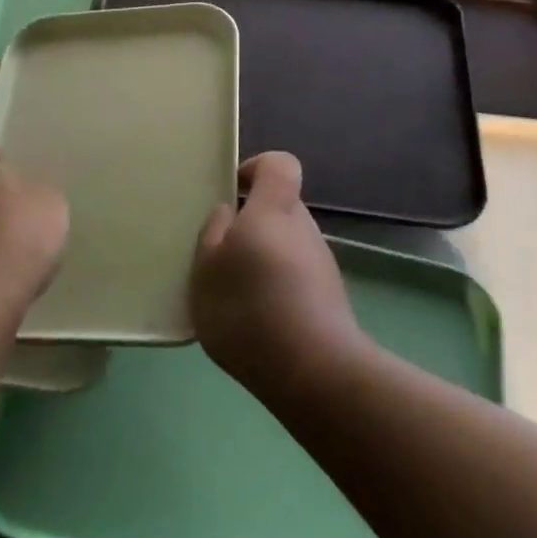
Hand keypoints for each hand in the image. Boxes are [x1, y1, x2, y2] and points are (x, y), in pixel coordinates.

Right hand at [191, 152, 362, 397]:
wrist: (313, 372)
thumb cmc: (249, 308)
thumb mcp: (206, 269)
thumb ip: (213, 232)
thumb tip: (229, 212)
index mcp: (274, 210)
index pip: (279, 164)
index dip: (255, 168)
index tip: (231, 189)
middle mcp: (305, 228)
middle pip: (281, 207)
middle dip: (252, 221)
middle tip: (223, 252)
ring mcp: (322, 264)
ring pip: (288, 244)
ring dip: (264, 258)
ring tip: (237, 293)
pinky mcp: (330, 298)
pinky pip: (297, 277)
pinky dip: (278, 287)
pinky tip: (258, 319)